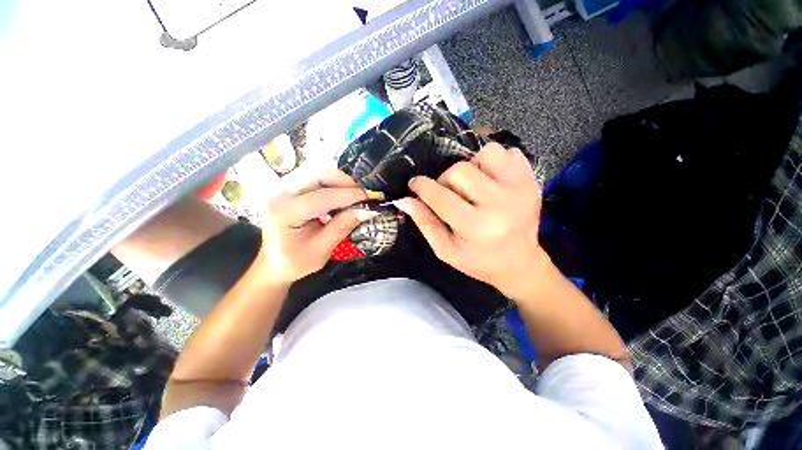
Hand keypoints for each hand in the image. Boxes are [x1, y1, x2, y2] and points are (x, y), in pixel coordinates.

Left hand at [256, 169, 375, 284]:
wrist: (272, 263)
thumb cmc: (295, 261)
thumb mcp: (322, 249)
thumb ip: (343, 226)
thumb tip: (368, 211)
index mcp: (286, 212)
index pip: (323, 196)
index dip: (349, 195)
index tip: (369, 199)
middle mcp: (281, 194)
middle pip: (318, 175)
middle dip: (344, 182)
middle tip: (362, 195)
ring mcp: (283, 188)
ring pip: (317, 172)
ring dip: (339, 180)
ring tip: (353, 195)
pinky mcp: (289, 189)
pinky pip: (314, 177)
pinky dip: (332, 182)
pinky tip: (340, 195)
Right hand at [394, 143, 546, 298]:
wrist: (520, 263)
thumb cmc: (479, 260)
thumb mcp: (446, 250)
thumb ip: (425, 223)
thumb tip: (403, 200)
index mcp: (478, 227)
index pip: (441, 197)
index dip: (422, 187)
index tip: (414, 184)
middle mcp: (501, 204)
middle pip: (460, 171)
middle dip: (446, 180)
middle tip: (448, 194)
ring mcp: (521, 188)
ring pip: (486, 154)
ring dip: (471, 167)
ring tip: (472, 186)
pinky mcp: (531, 180)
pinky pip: (508, 152)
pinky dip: (494, 162)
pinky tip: (491, 180)